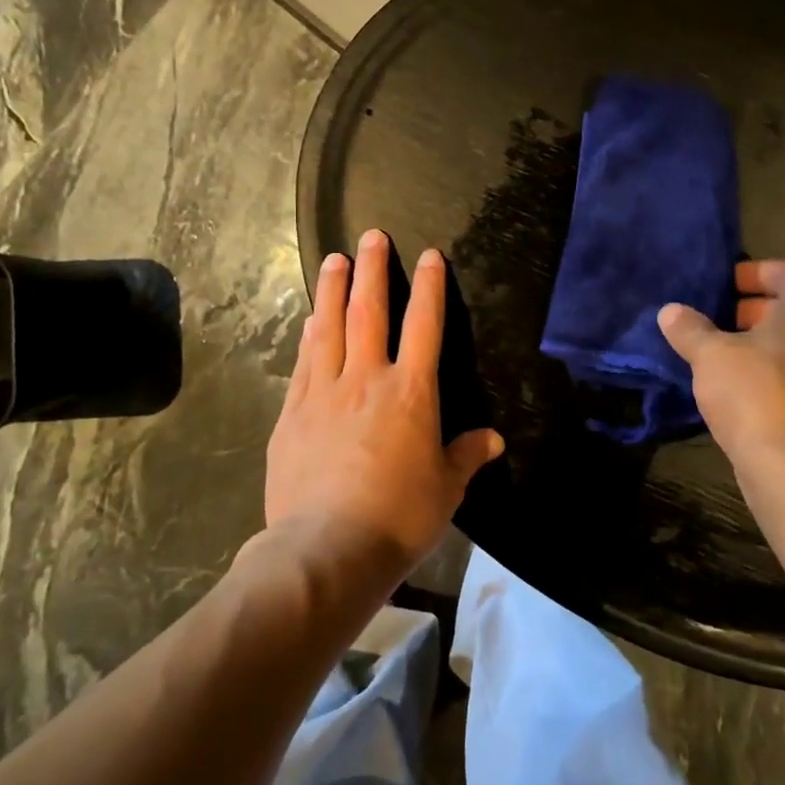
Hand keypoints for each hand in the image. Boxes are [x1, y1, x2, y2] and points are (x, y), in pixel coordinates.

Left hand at [266, 230, 504, 572]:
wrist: (326, 548)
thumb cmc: (399, 516)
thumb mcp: (446, 488)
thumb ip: (467, 455)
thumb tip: (492, 439)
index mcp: (411, 392)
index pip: (424, 325)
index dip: (429, 286)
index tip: (428, 255)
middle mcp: (366, 379)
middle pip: (369, 311)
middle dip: (372, 270)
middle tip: (370, 235)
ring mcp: (323, 392)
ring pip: (329, 327)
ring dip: (333, 289)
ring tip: (333, 259)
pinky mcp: (292, 414)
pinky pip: (303, 362)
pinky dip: (309, 335)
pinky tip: (309, 320)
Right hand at [659, 259, 784, 469]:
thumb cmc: (754, 394)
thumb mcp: (710, 356)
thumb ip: (690, 329)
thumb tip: (670, 311)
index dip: (758, 272)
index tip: (727, 285)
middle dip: (757, 311)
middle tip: (720, 320)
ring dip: (765, 347)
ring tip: (726, 359)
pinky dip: (775, 377)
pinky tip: (743, 395)